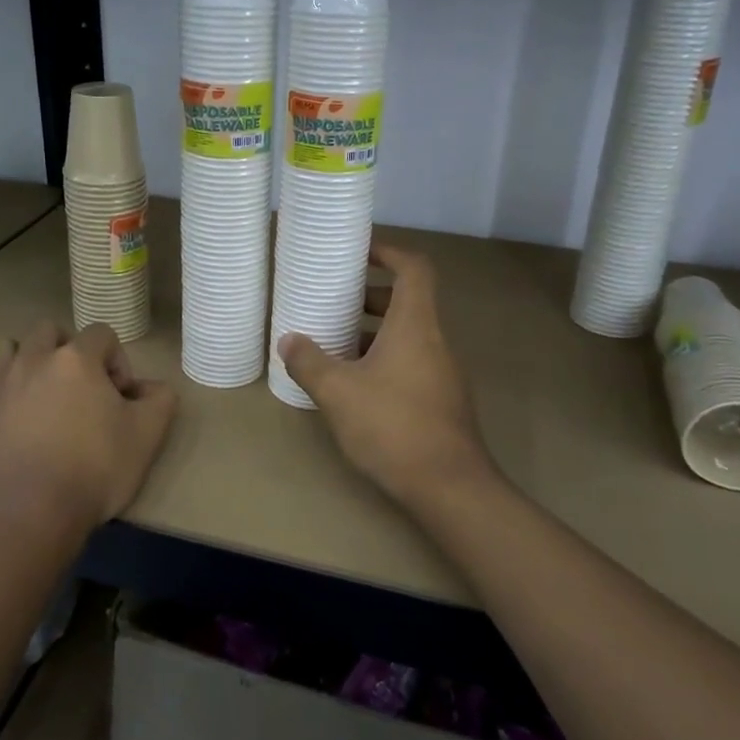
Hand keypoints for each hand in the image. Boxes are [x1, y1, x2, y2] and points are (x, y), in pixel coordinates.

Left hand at [0, 321, 178, 537]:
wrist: (27, 516)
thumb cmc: (93, 471)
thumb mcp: (147, 437)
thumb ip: (160, 400)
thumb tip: (153, 387)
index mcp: (76, 359)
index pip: (102, 334)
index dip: (116, 361)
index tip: (119, 398)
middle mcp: (32, 359)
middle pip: (50, 332)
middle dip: (67, 352)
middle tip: (78, 391)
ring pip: (7, 348)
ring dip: (25, 361)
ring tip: (37, 396)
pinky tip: (6, 418)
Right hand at [278, 244, 494, 506]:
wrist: (450, 487)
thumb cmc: (393, 426)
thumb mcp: (338, 392)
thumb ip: (309, 362)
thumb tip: (289, 341)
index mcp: (415, 325)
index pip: (414, 268)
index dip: (388, 251)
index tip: (359, 251)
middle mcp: (434, 341)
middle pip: (408, 301)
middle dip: (370, 295)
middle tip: (334, 299)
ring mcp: (442, 372)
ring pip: (407, 335)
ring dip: (373, 331)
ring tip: (334, 341)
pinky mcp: (440, 399)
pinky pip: (410, 361)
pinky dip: (382, 358)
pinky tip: (353, 383)